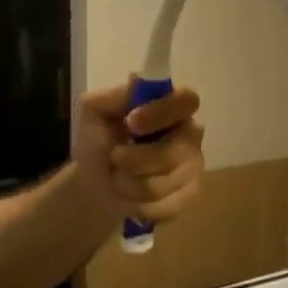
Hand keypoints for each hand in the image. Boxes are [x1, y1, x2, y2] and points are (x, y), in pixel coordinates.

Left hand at [73, 79, 205, 226]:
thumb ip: (111, 97)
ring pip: (165, 182)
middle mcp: (190, 134)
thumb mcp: (94, 115)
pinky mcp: (189, 195)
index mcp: (172, 107)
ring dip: (129, 184)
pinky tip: (130, 196)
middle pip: (174, 150)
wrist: (95, 185)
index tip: (131, 123)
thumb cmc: (99, 144)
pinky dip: (138, 204)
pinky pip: (166, 205)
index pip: (186, 100)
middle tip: (114, 158)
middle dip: (134, 160)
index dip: (161, 112)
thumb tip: (135, 82)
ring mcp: (193, 166)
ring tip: (117, 178)